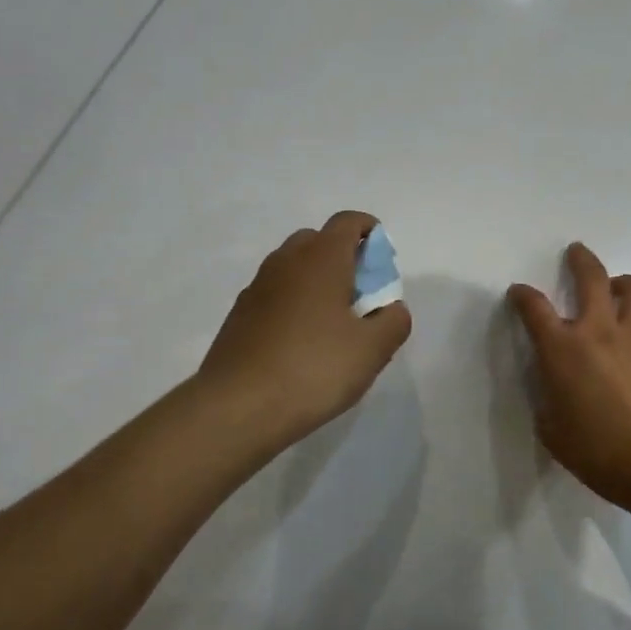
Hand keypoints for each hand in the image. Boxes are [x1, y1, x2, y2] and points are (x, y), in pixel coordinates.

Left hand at [199, 211, 411, 446]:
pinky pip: (275, 294)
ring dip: (316, 282)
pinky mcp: (239, 315)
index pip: (347, 221)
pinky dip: (293, 304)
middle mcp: (286, 262)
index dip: (369, 231)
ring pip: (293, 268)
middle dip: (342, 257)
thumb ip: (394, 321)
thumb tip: (391, 308)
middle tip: (360, 295)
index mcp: (321, 259)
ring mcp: (257, 287)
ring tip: (332, 324)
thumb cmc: (314, 369)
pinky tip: (301, 344)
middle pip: (318, 240)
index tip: (382, 261)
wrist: (237, 407)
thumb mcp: (372, 350)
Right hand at [508, 242, 630, 516]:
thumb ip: (550, 399)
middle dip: (580, 260)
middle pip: (591, 277)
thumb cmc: (600, 453)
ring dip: (622, 283)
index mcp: (563, 350)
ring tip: (618, 290)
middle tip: (577, 252)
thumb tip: (557, 387)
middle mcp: (600, 331)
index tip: (519, 292)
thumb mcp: (553, 431)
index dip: (523, 296)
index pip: (535, 309)